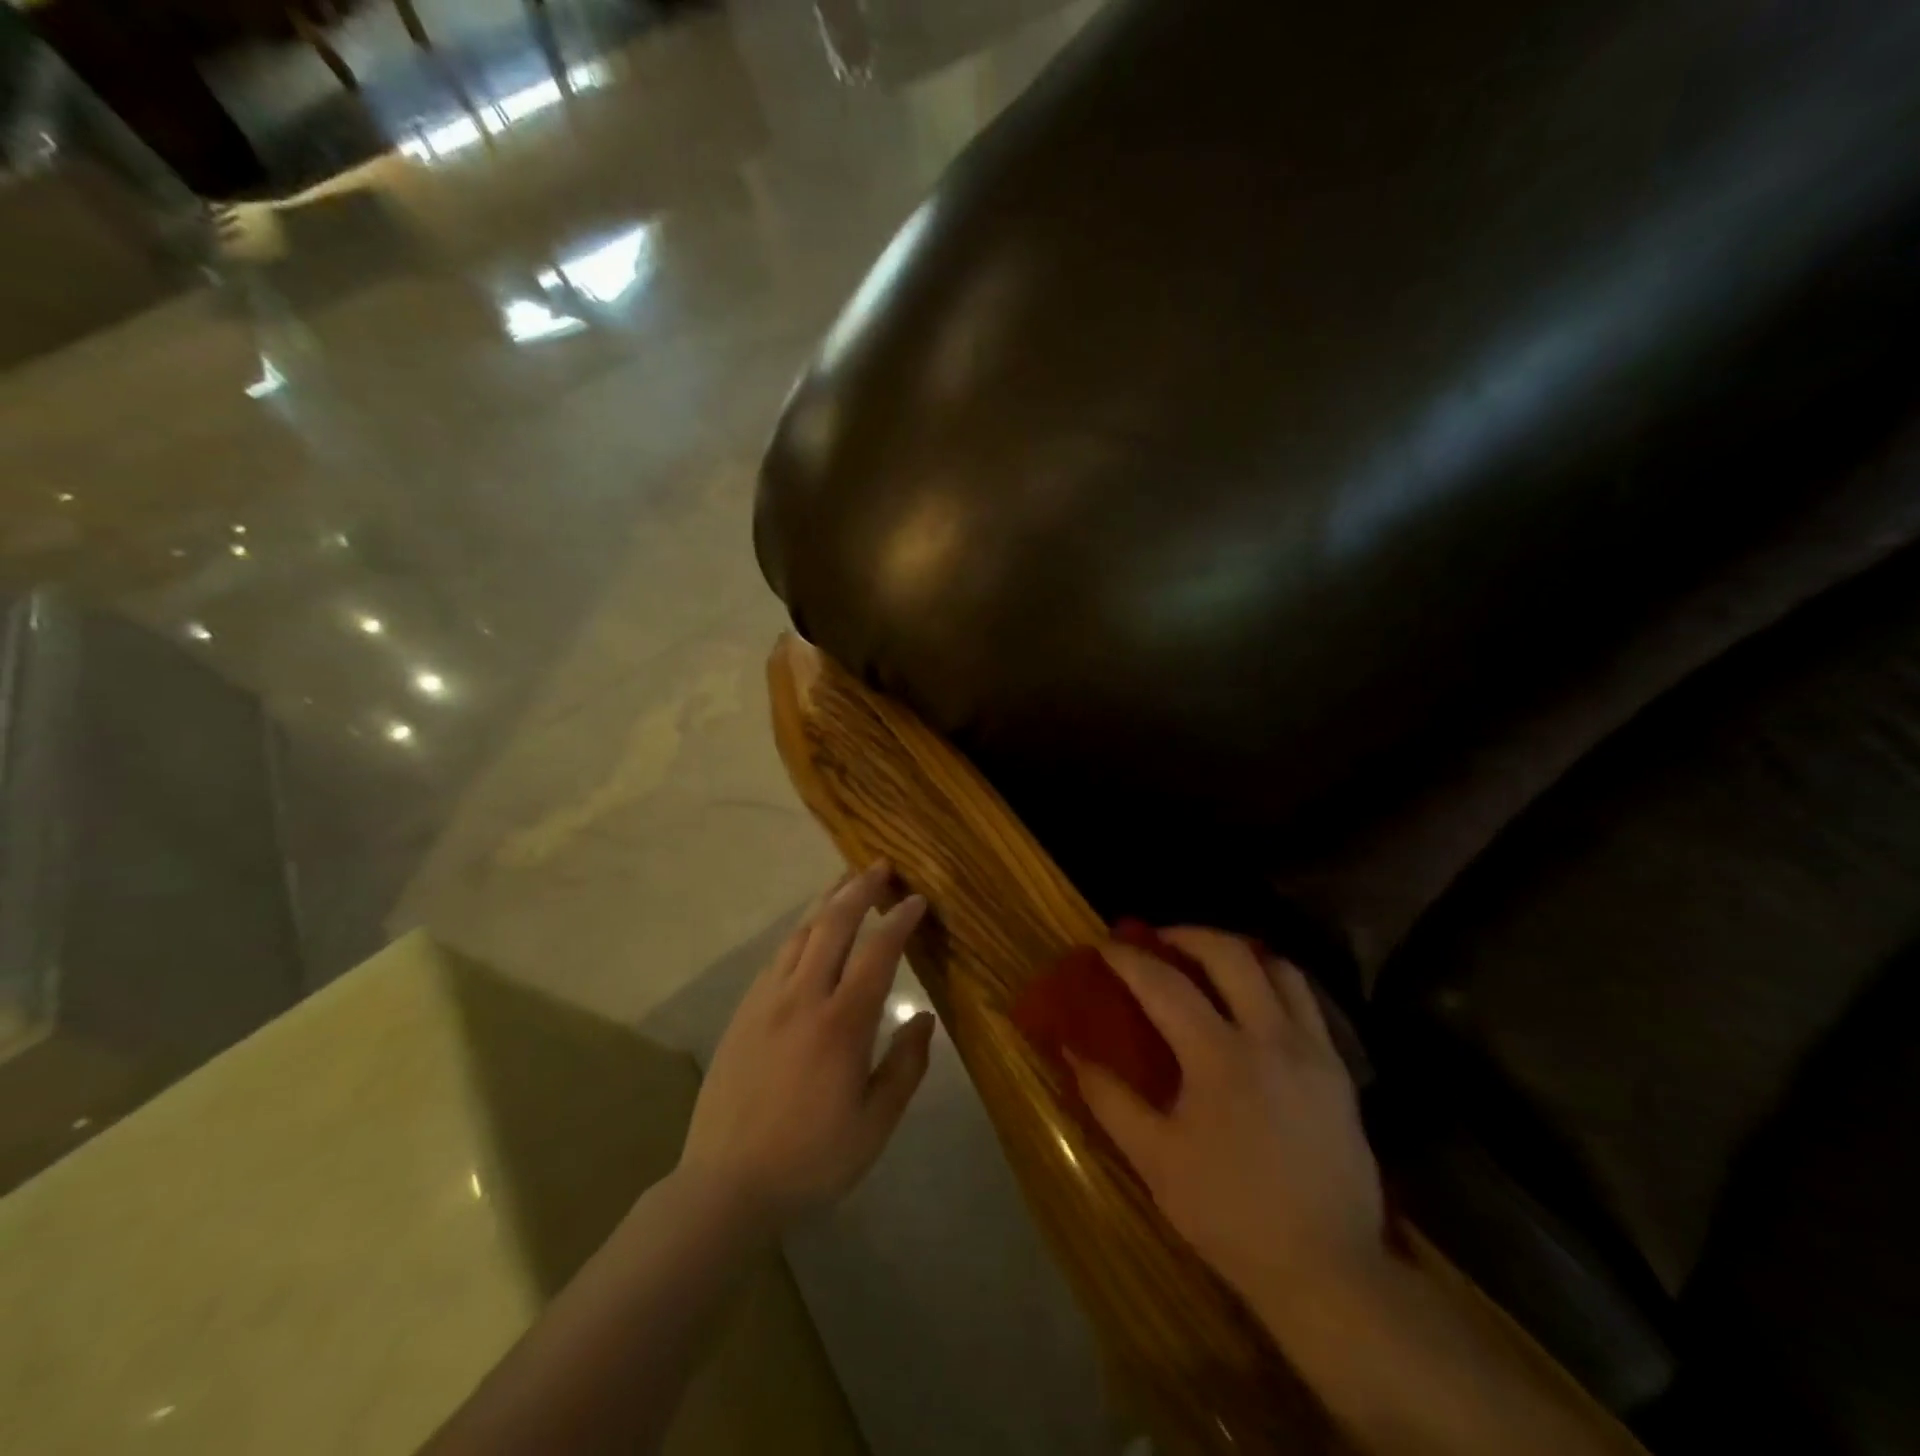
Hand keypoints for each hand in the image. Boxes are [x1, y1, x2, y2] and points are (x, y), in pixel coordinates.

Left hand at [679, 862, 936, 1228]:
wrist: (725, 1183)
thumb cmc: (810, 1159)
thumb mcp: (874, 1125)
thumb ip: (906, 1067)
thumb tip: (924, 1018)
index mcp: (842, 1023)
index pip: (877, 952)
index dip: (899, 920)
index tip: (916, 900)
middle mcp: (803, 997)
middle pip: (833, 924)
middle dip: (859, 889)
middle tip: (880, 867)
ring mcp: (767, 1000)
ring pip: (801, 933)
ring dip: (827, 901)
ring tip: (845, 881)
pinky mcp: (744, 1011)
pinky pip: (777, 955)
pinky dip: (801, 931)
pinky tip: (808, 931)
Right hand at [1067, 929, 1385, 1329]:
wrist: (1328, 1270)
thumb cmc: (1230, 1214)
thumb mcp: (1155, 1160)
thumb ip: (1109, 1099)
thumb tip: (1072, 1051)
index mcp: (1219, 1057)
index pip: (1165, 984)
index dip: (1129, 959)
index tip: (1105, 946)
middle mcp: (1271, 1037)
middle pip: (1230, 954)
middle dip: (1187, 934)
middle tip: (1158, 941)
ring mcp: (1313, 1050)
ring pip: (1279, 968)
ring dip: (1238, 953)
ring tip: (1210, 963)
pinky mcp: (1339, 1070)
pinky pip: (1306, 1001)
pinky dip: (1274, 982)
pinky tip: (1255, 1004)